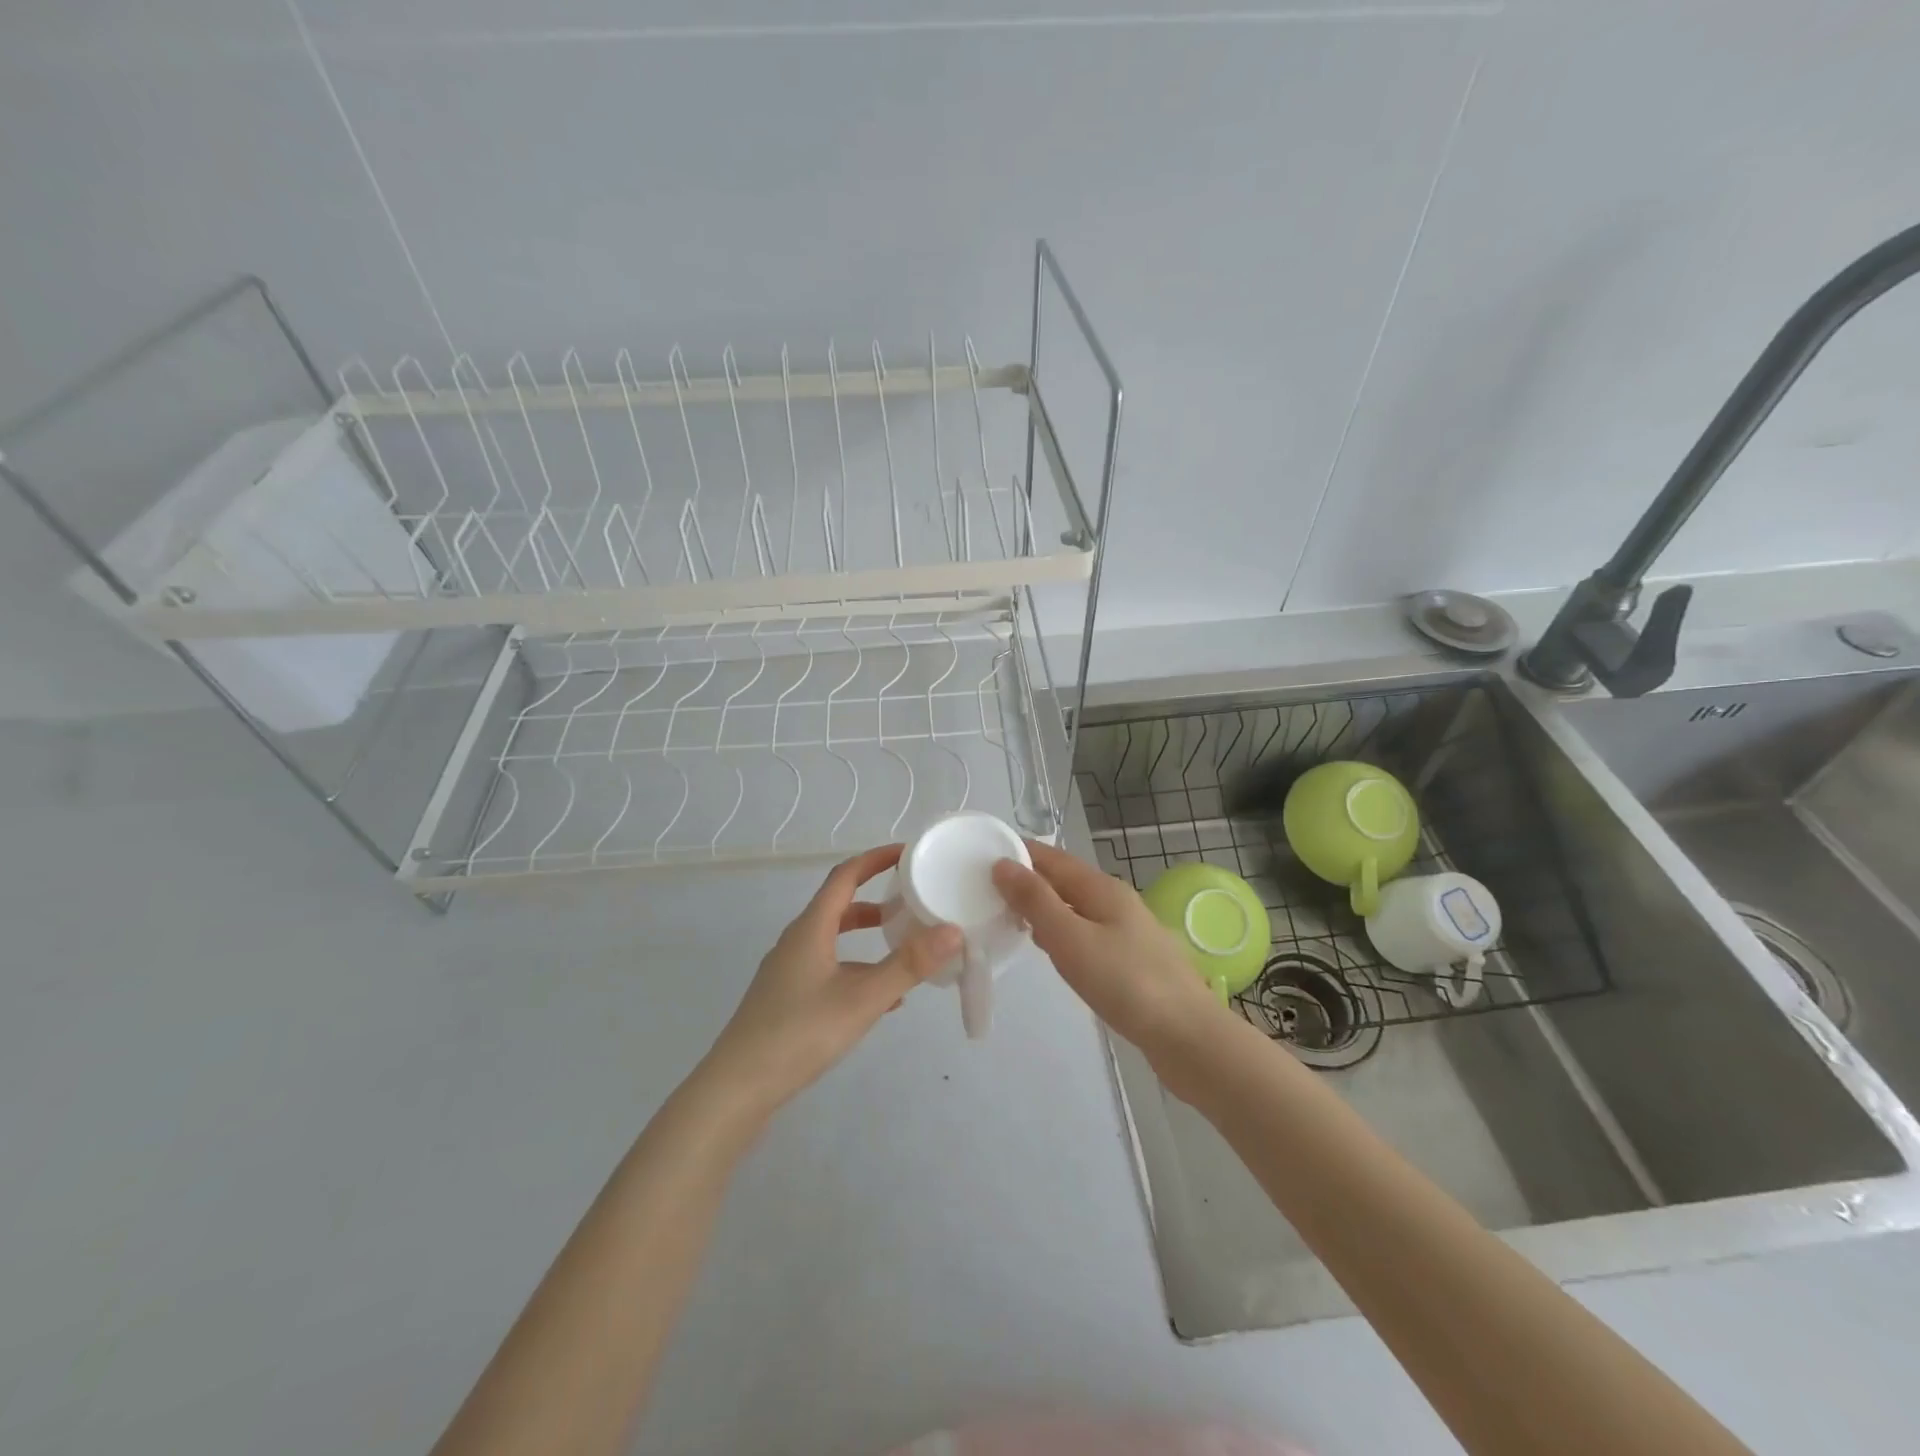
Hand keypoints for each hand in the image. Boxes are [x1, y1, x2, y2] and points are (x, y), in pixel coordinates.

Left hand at [703, 844, 961, 1115]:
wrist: (738, 1087)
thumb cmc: (800, 1033)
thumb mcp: (863, 998)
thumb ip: (908, 965)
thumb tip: (953, 930)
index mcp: (811, 928)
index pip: (845, 876)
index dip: (875, 859)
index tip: (907, 852)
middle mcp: (797, 941)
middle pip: (839, 905)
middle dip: (876, 897)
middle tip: (912, 898)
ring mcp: (789, 971)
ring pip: (834, 939)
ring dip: (867, 935)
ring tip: (904, 944)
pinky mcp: (787, 999)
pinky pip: (829, 968)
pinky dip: (857, 968)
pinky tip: (883, 998)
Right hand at [992, 841, 1230, 1066]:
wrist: (1188, 1036)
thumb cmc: (1125, 983)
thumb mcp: (1070, 938)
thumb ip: (1035, 901)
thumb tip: (1003, 864)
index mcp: (1102, 888)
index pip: (1053, 858)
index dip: (1021, 854)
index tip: (982, 859)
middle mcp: (1116, 902)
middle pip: (1065, 881)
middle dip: (1029, 882)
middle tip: (988, 894)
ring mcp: (1128, 931)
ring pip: (1076, 909)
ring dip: (1045, 909)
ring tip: (1011, 920)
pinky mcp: (1132, 960)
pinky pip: (1088, 934)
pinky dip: (1063, 934)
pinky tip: (1053, 953)